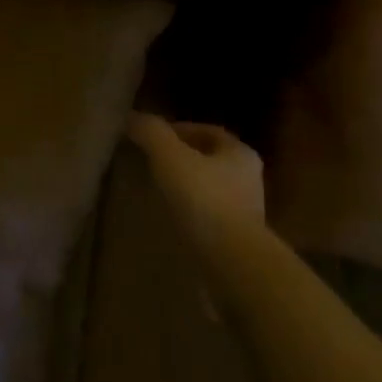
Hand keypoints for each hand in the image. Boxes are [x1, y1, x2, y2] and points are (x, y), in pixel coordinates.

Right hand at [128, 113, 265, 254]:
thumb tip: (133, 117)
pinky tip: (172, 221)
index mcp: (240, 152)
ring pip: (210, 190)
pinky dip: (191, 215)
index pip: (207, 131)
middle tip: (151, 163)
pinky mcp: (238, 242)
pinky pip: (209, 218)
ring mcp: (246, 213)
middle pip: (209, 160)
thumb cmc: (204, 200)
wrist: (232, 264)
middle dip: (182, 159)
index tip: (152, 138)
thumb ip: (152, 133)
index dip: (178, 130)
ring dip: (186, 189)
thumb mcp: (170, 157)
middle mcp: (249, 179)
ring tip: (157, 192)